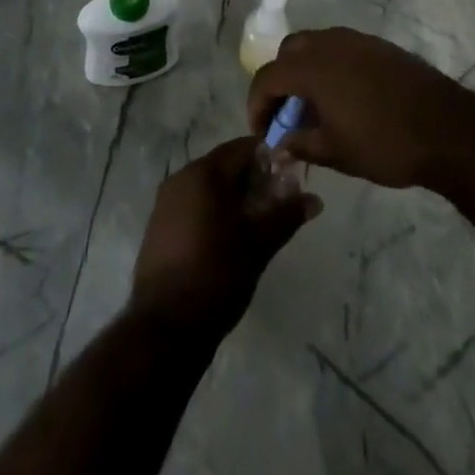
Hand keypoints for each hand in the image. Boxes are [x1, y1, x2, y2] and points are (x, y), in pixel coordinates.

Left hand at [130, 138, 320, 336]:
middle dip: (252, 180)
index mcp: (203, 173)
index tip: (288, 176)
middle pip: (224, 166)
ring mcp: (166, 202)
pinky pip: (192, 204)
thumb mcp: (258, 245)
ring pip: (208, 186)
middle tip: (276, 204)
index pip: (241, 148)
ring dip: (233, 197)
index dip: (268, 158)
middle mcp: (181, 177)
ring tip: (256, 224)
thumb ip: (286, 216)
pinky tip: (228, 238)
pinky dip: (212, 211)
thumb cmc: (217, 275)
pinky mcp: (159, 225)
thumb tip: (315, 199)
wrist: (165, 326)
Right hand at [247, 28, 474, 190]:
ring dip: (305, 71)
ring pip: (315, 45)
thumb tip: (279, 146)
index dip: (258, 104)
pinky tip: (343, 97)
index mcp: (312, 67)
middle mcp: (329, 43)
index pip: (268, 76)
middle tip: (287, 115)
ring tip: (314, 107)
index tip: (263, 131)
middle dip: (280, 81)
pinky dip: (330, 67)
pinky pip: (340, 48)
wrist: (447, 129)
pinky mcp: (378, 45)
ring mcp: (356, 40)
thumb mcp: (336, 152)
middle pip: (289, 52)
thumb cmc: (385, 144)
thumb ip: (300, 144)